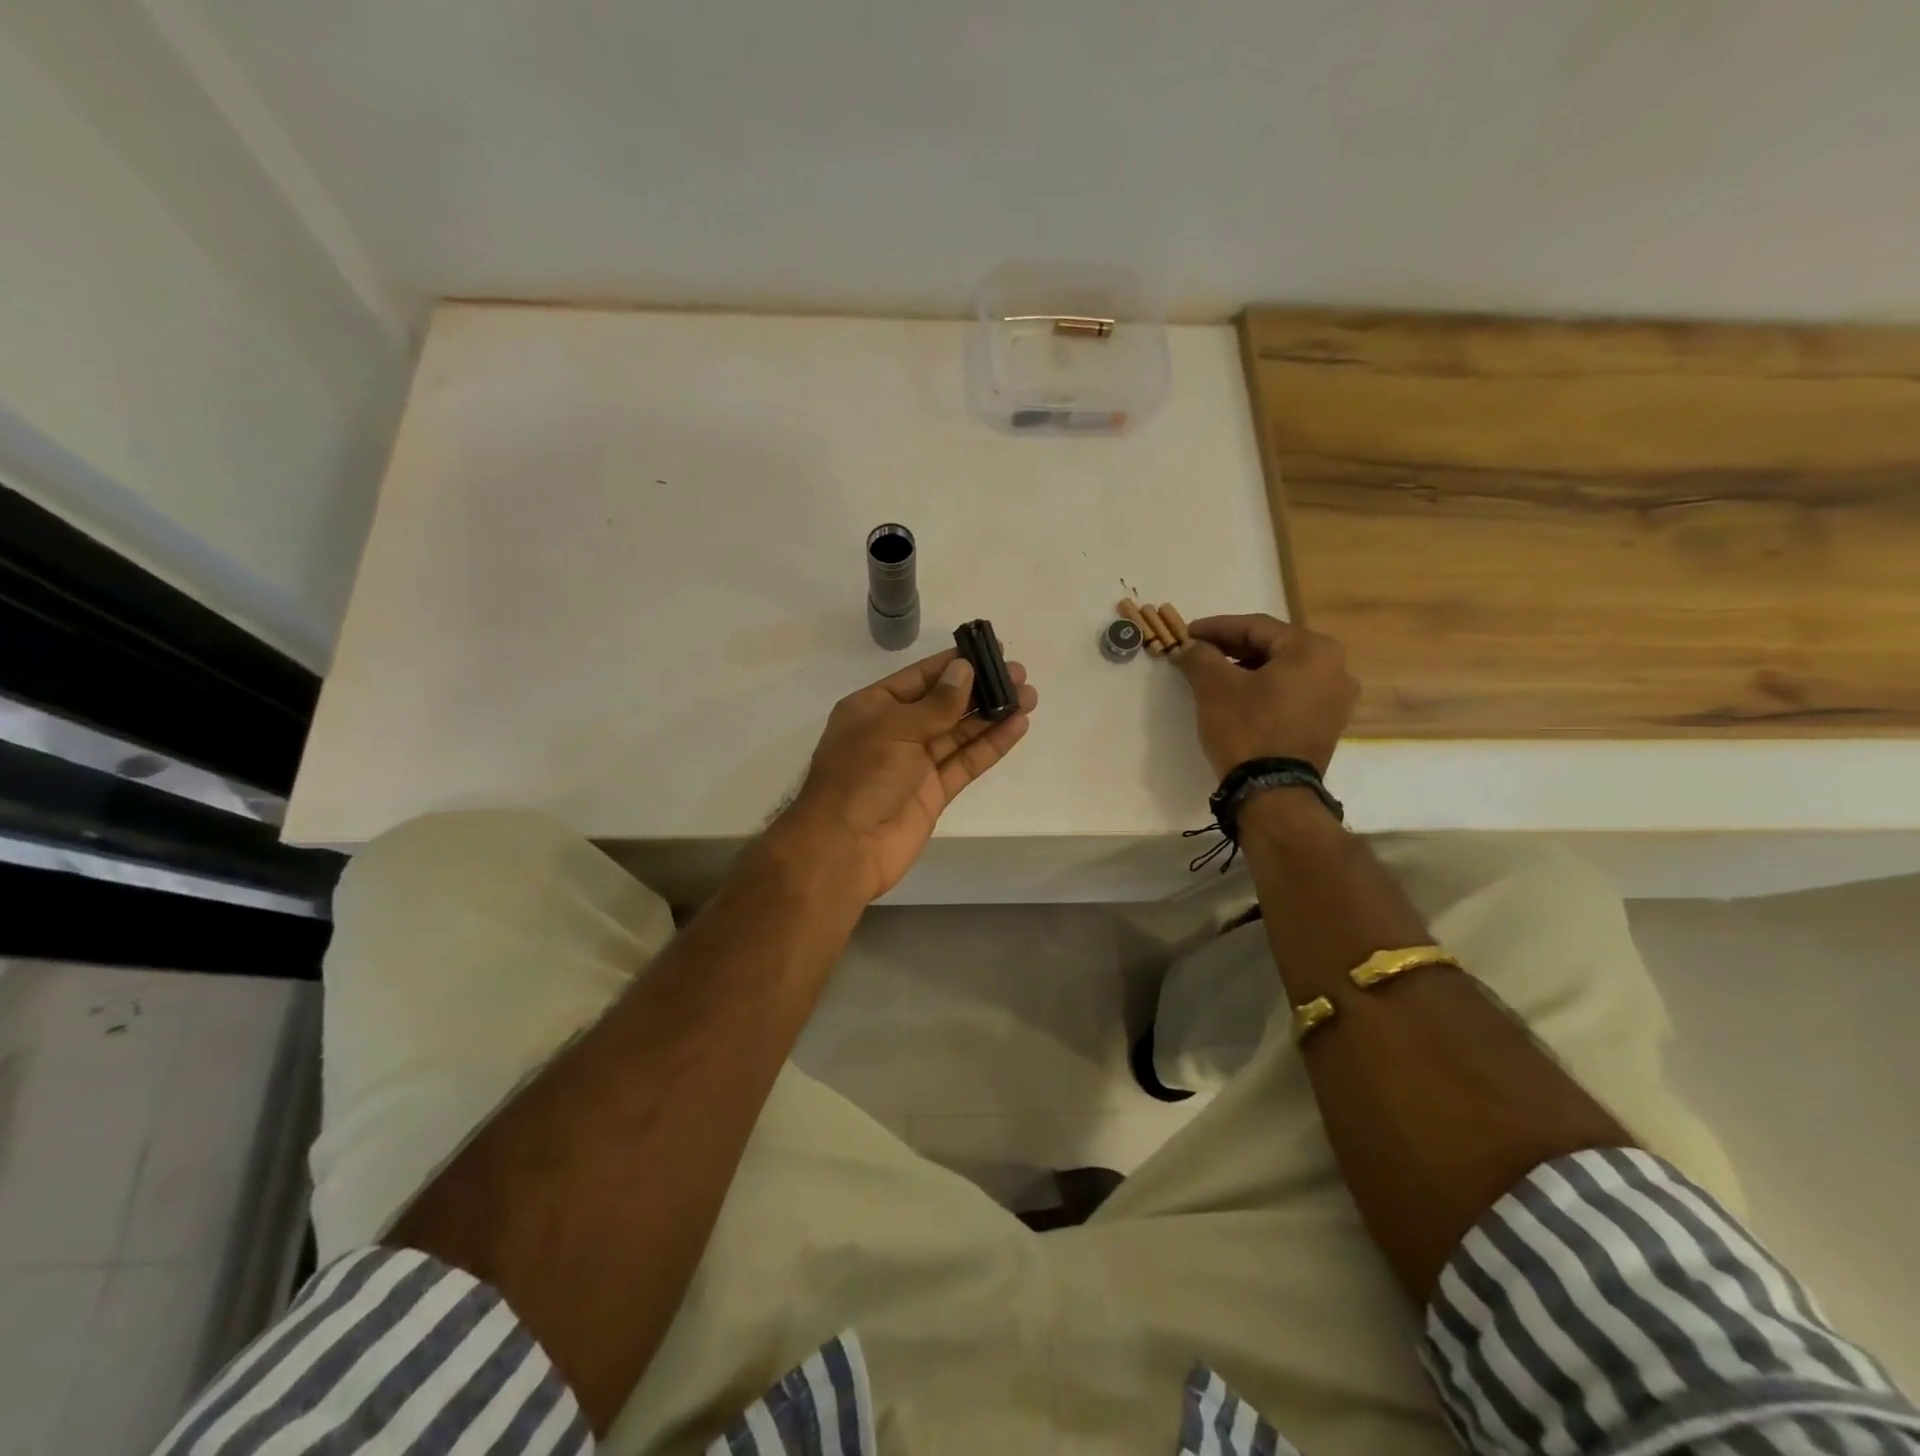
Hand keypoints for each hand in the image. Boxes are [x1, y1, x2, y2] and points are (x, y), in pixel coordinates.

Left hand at [775, 649, 1038, 901]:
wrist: (845, 848)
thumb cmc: (861, 777)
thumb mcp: (895, 729)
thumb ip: (935, 703)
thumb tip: (965, 669)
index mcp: (874, 708)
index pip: (920, 677)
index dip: (955, 664)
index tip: (991, 650)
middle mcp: (895, 731)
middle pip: (944, 703)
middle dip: (981, 689)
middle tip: (1019, 675)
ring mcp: (916, 764)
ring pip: (960, 733)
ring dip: (993, 714)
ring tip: (1029, 696)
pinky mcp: (934, 792)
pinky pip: (966, 762)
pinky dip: (991, 745)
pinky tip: (1016, 726)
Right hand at [1173, 614, 1357, 776]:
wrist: (1272, 792)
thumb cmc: (1247, 729)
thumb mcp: (1214, 686)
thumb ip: (1200, 656)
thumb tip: (1189, 646)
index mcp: (1314, 650)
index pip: (1256, 627)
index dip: (1216, 628)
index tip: (1187, 632)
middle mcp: (1336, 669)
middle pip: (1272, 647)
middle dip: (1231, 648)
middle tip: (1198, 653)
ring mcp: (1336, 700)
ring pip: (1282, 672)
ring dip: (1246, 669)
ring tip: (1213, 676)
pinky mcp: (1327, 725)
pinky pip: (1291, 695)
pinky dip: (1263, 690)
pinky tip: (1237, 698)